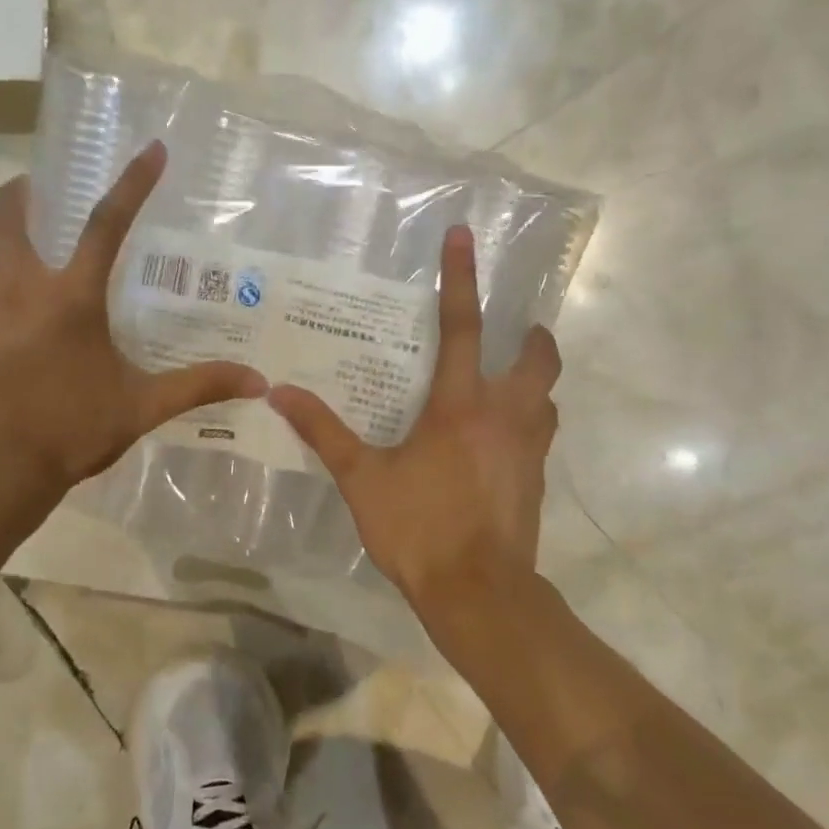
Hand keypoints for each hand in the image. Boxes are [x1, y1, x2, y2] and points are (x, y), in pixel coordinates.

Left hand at [0, 141, 266, 506]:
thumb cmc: (73, 427)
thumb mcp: (144, 406)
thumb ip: (198, 386)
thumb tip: (258, 381)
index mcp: (72, 298)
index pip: (106, 226)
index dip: (133, 184)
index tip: (152, 150)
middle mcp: (24, 291)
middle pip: (8, 222)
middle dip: (18, 195)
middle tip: (32, 184)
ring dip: (10, 248)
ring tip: (31, 257)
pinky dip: (2, 289)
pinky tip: (20, 315)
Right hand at [269, 226, 561, 639]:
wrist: (478, 592)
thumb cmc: (418, 528)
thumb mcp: (362, 478)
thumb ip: (324, 432)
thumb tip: (280, 393)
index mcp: (461, 406)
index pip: (463, 327)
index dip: (461, 277)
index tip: (466, 235)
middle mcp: (505, 416)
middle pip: (537, 359)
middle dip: (532, 337)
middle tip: (517, 331)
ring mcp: (528, 449)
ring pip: (548, 397)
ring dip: (536, 380)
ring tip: (510, 381)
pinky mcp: (536, 479)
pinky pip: (541, 434)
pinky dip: (529, 421)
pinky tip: (501, 440)